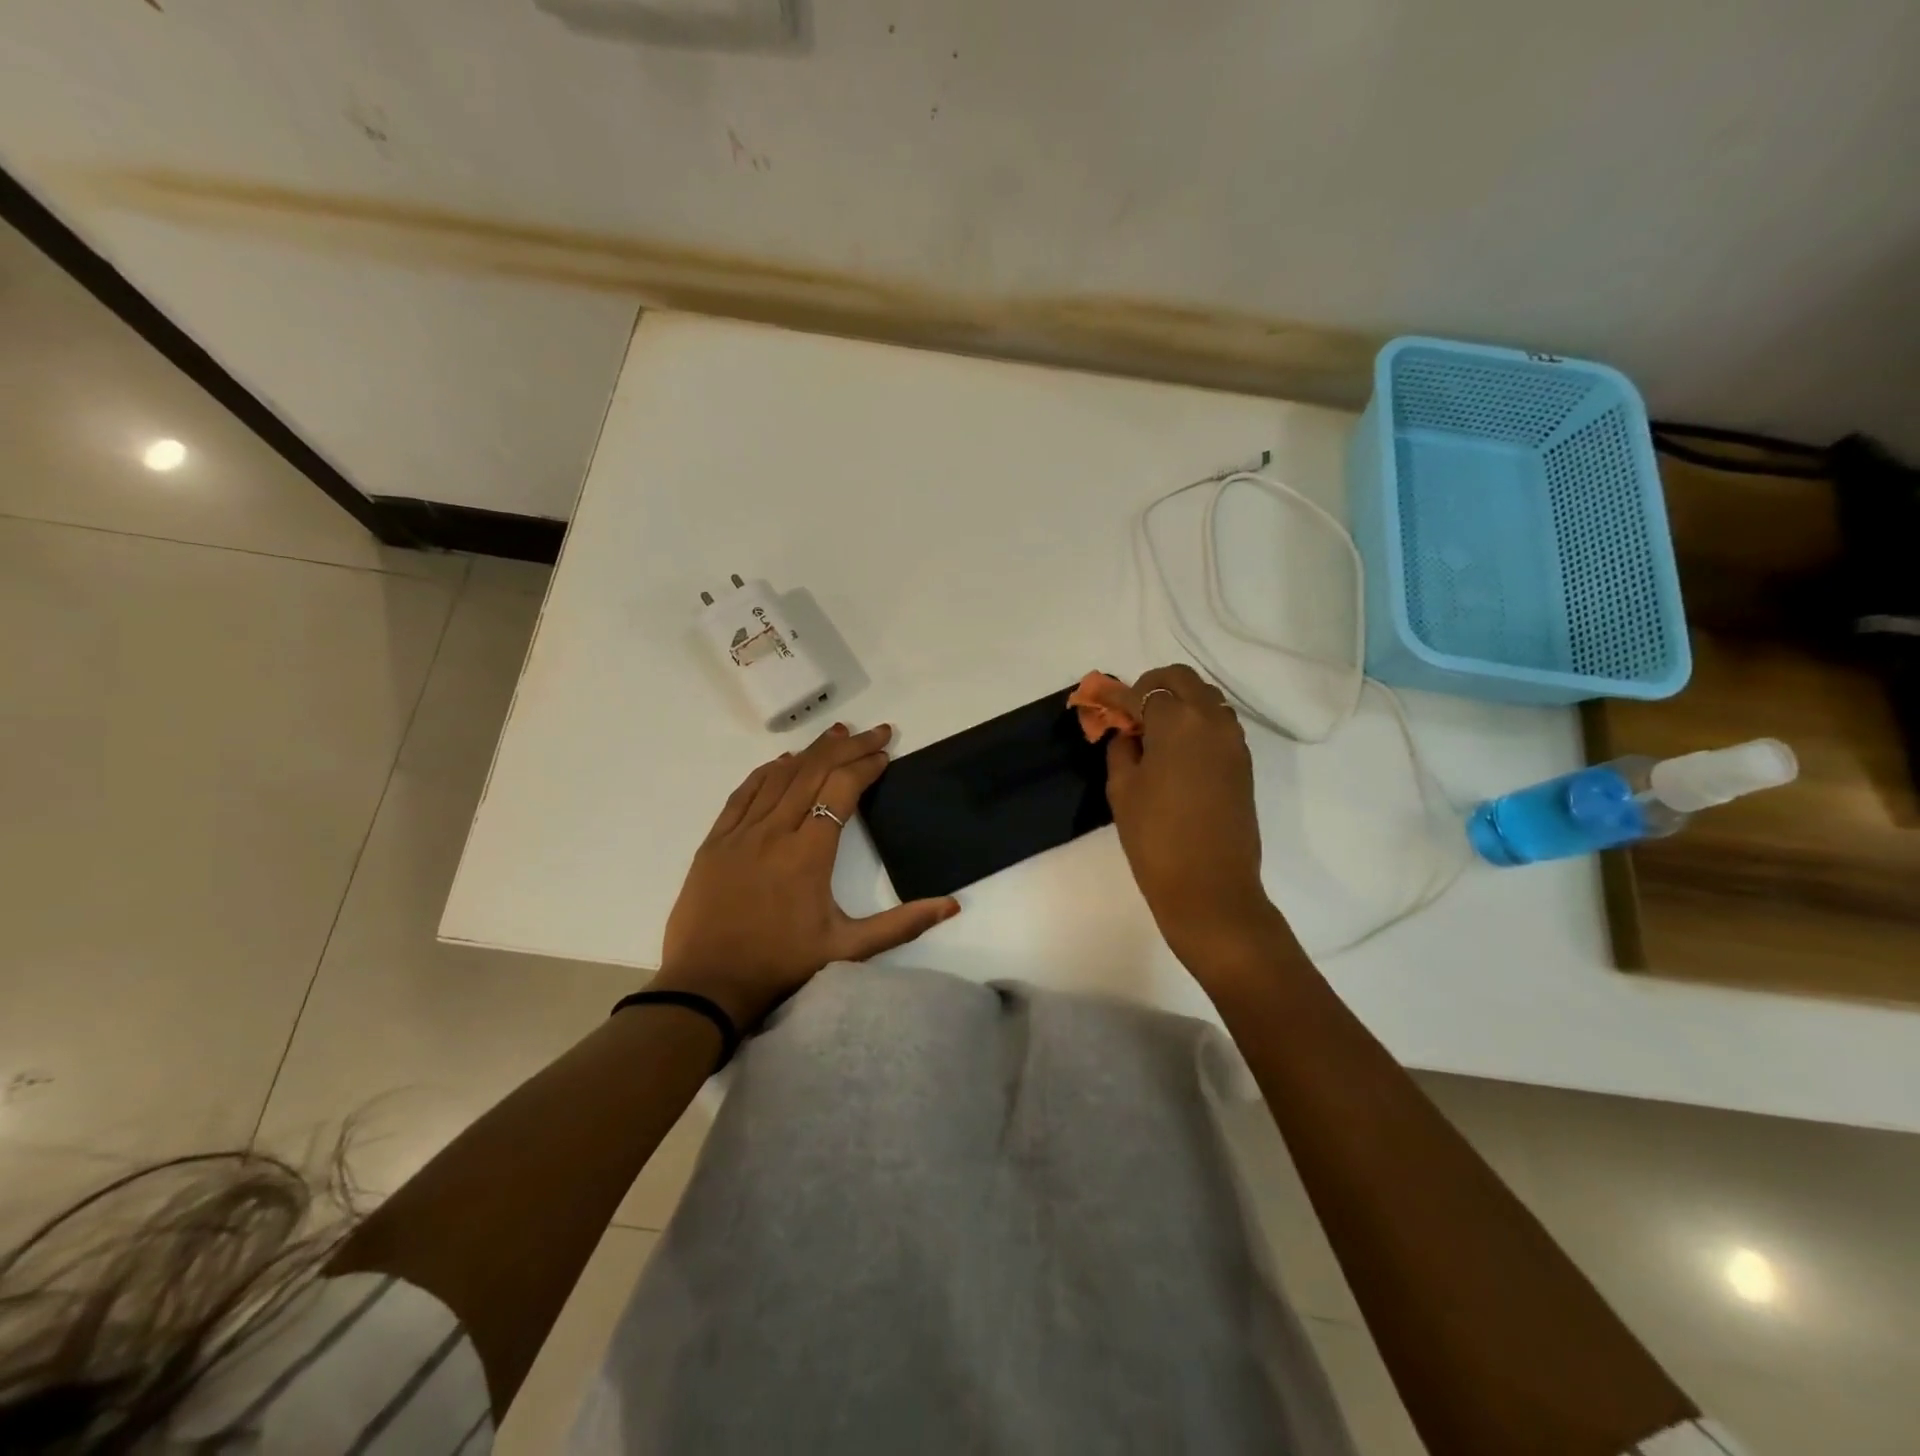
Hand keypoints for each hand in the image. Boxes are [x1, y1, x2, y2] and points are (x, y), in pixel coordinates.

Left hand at [652, 722, 959, 1027]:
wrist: (706, 987)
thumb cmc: (781, 967)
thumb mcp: (848, 949)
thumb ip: (902, 924)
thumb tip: (952, 905)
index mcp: (809, 853)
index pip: (842, 790)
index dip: (866, 766)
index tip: (886, 753)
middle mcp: (774, 831)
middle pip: (814, 772)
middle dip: (848, 746)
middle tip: (875, 731)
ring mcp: (740, 833)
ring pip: (780, 776)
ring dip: (811, 750)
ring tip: (837, 732)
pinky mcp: (715, 842)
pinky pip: (744, 794)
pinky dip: (767, 772)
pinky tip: (782, 762)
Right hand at [1104, 665, 1284, 969]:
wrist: (1210, 887)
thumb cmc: (1155, 837)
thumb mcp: (1123, 789)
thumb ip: (1121, 749)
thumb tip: (1128, 733)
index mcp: (1177, 721)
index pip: (1144, 691)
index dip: (1118, 695)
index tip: (1101, 701)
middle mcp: (1211, 720)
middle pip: (1182, 680)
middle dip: (1152, 687)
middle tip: (1129, 712)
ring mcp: (1233, 740)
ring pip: (1205, 699)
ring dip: (1178, 702)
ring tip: (1153, 732)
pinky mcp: (1243, 762)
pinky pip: (1218, 724)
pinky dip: (1196, 722)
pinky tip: (1175, 749)